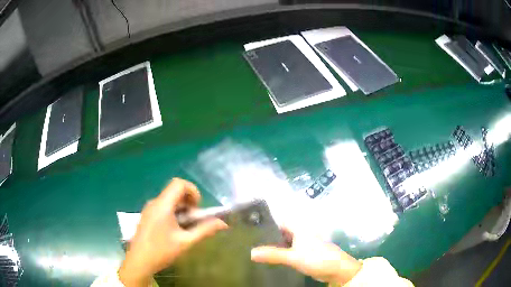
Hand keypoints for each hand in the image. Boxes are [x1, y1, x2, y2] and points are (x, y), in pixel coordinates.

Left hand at [119, 178, 227, 286]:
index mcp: (163, 205)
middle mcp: (155, 202)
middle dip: (189, 202)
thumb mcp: (186, 242)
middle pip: (174, 191)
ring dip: (182, 208)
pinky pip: (163, 207)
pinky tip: (174, 230)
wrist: (139, 261)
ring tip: (185, 227)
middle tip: (194, 220)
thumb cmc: (162, 251)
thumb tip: (223, 223)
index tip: (197, 209)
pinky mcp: (147, 215)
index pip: (179, 184)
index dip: (192, 191)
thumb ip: (205, 230)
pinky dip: (173, 212)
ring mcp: (149, 209)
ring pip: (169, 199)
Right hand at [251, 227, 361, 284]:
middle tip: (250, 242)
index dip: (266, 225)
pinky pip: (291, 251)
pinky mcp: (306, 254)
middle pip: (282, 233)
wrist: (337, 269)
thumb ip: (273, 255)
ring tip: (257, 250)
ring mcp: (305, 244)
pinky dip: (282, 254)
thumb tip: (251, 253)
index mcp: (300, 229)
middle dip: (269, 237)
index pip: (280, 222)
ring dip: (275, 247)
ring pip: (286, 243)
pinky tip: (272, 259)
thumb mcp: (293, 257)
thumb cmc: (316, 258)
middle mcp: (302, 234)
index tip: (251, 230)